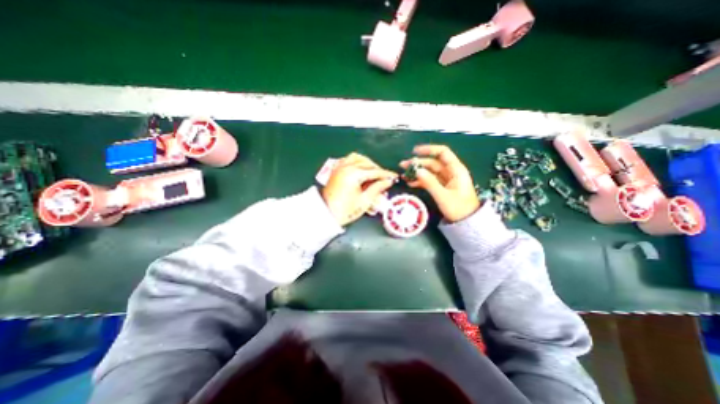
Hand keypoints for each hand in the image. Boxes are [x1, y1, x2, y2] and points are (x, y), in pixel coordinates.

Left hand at [323, 152, 395, 225]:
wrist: (325, 214)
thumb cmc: (345, 210)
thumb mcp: (364, 201)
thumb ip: (377, 188)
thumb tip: (388, 181)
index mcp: (353, 174)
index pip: (374, 171)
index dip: (386, 174)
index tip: (395, 177)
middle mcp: (346, 167)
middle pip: (367, 163)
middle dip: (378, 170)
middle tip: (385, 179)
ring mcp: (340, 167)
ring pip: (357, 158)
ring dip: (367, 163)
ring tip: (373, 173)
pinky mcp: (336, 170)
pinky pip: (348, 160)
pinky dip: (356, 161)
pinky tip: (360, 168)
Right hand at [402, 144, 479, 222]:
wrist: (466, 222)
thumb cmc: (458, 208)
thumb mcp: (443, 196)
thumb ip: (430, 182)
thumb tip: (417, 170)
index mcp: (456, 170)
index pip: (442, 153)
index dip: (429, 149)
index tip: (414, 151)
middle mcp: (451, 172)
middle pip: (432, 162)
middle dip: (418, 163)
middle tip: (403, 166)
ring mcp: (446, 179)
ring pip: (429, 171)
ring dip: (417, 172)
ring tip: (404, 175)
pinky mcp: (442, 187)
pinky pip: (429, 180)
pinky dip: (420, 180)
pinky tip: (410, 183)